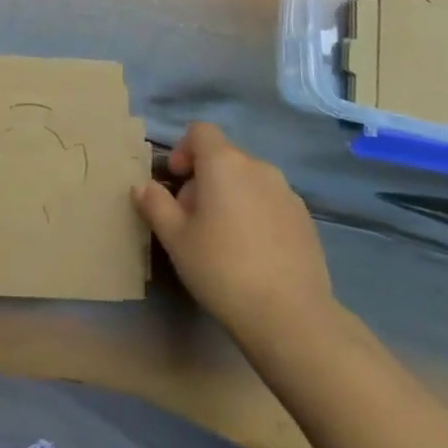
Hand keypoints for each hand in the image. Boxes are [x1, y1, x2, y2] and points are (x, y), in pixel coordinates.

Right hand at [133, 123, 335, 347]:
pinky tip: (253, 253)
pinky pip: (271, 202)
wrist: (290, 316)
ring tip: (224, 238)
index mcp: (224, 163)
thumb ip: (155, 204)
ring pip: (249, 180)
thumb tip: (142, 185)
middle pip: (224, 157)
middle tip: (192, 219)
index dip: (183, 149)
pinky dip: (256, 213)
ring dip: (231, 195)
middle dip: (204, 178)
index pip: (201, 131)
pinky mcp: (305, 219)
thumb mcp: (175, 238)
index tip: (176, 180)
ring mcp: (287, 192)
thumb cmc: (221, 268)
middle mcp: (258, 167)